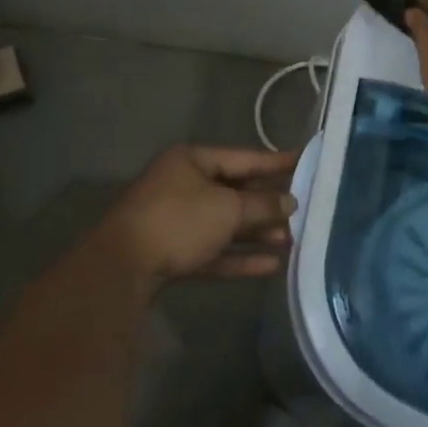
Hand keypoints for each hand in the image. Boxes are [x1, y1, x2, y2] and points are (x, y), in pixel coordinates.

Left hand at [99, 145, 299, 296]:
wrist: (122, 268)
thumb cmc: (179, 222)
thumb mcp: (228, 208)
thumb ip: (263, 204)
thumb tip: (290, 201)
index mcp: (192, 161)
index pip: (243, 157)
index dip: (276, 162)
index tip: (305, 161)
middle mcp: (183, 185)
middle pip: (235, 191)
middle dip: (268, 204)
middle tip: (303, 210)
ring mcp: (176, 220)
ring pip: (225, 223)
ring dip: (257, 233)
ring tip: (291, 241)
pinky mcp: (173, 252)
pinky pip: (213, 249)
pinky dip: (239, 256)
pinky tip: (270, 266)